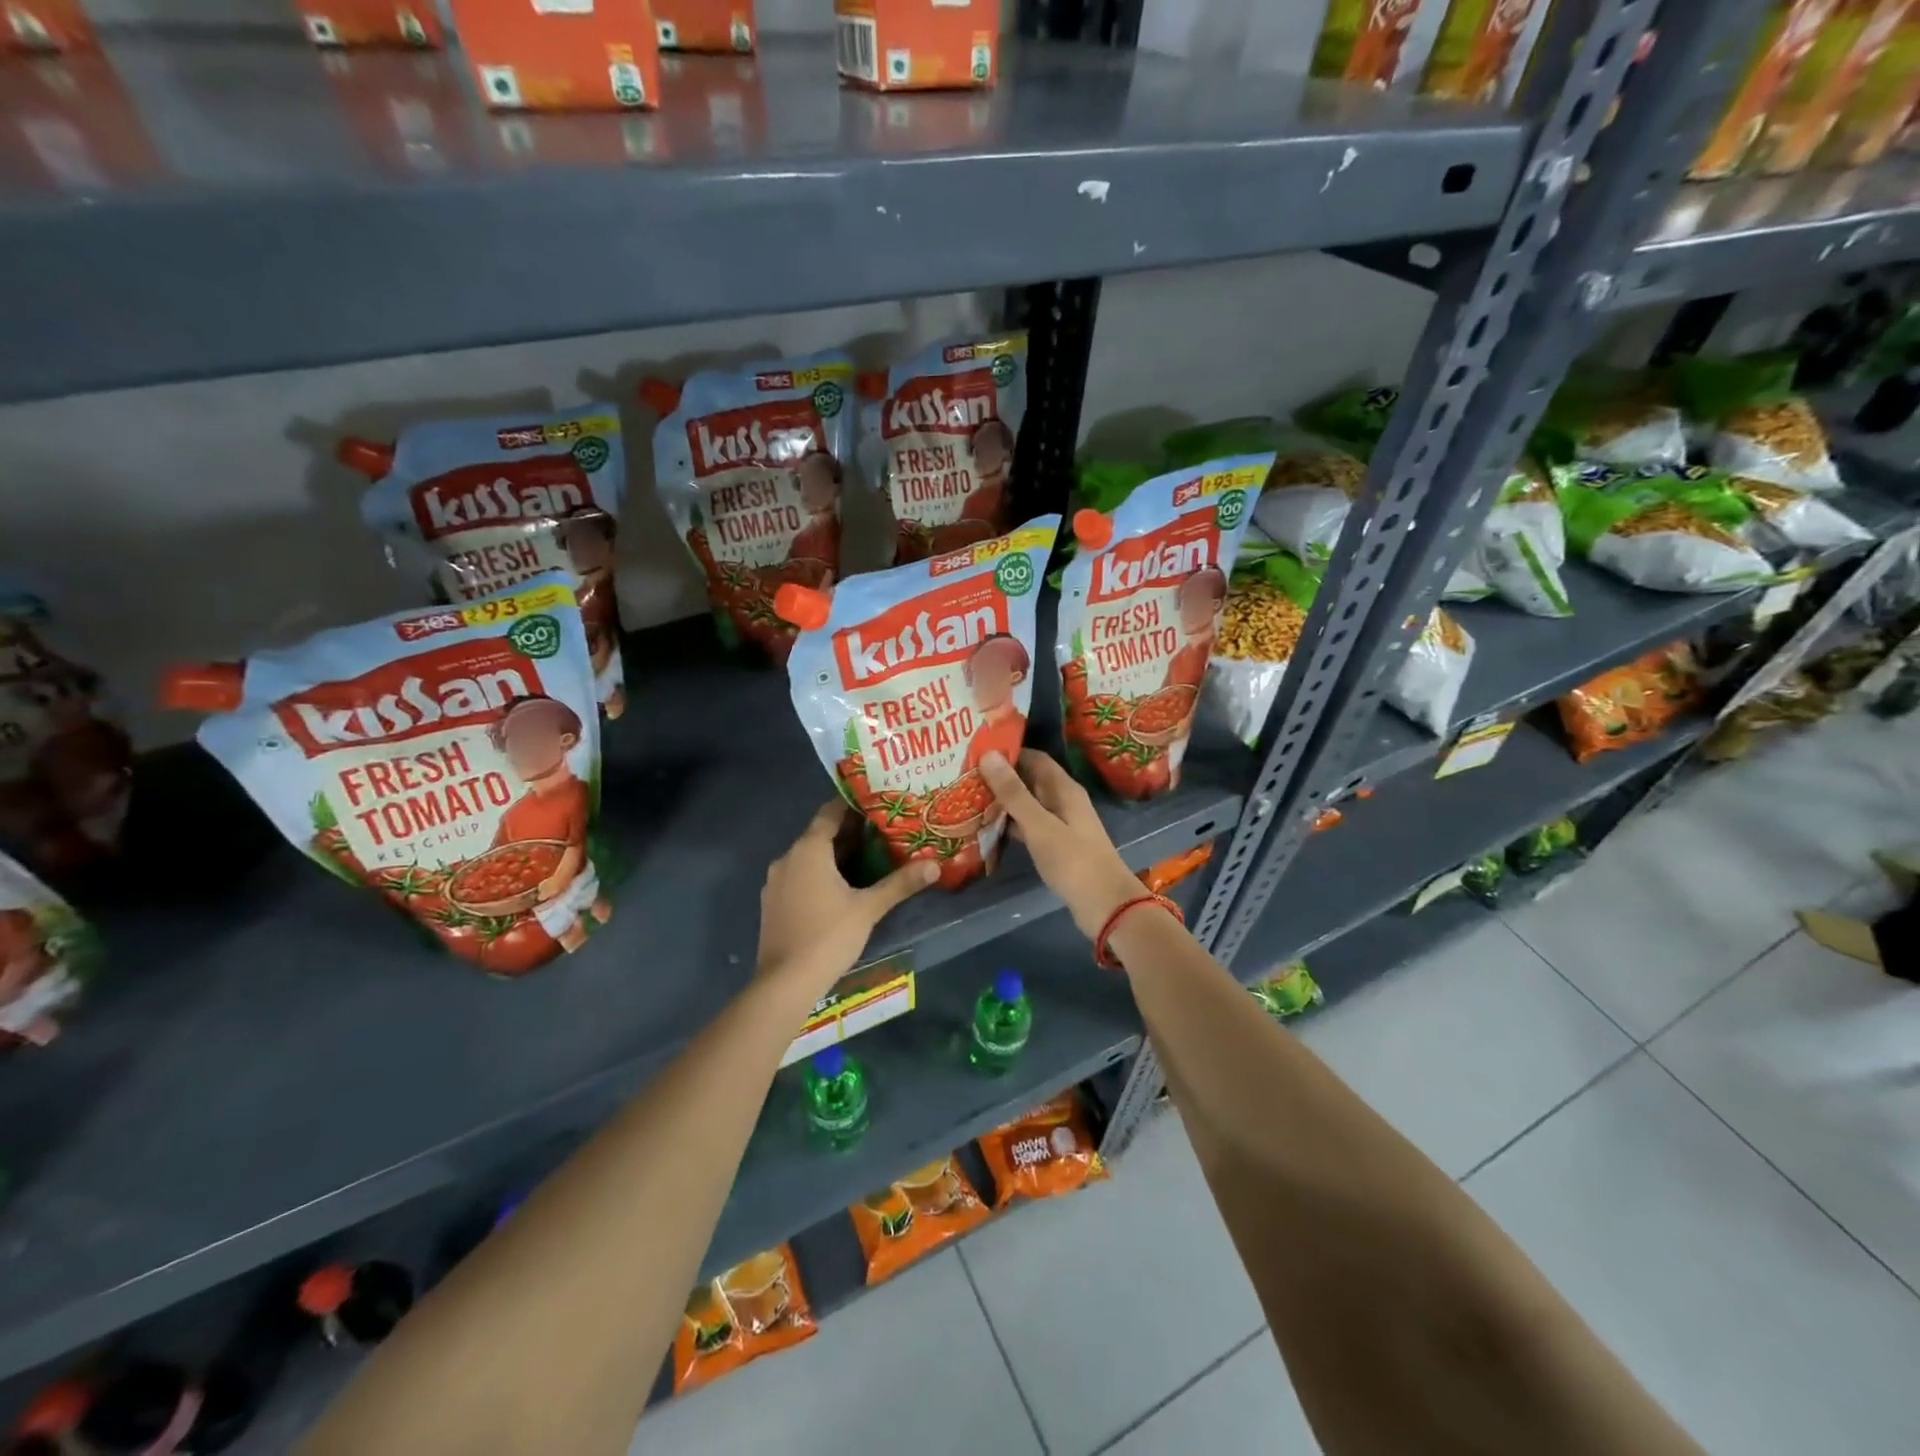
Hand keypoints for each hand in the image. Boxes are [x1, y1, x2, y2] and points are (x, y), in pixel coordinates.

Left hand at [756, 800, 937, 999]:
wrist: (785, 982)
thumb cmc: (828, 935)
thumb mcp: (869, 908)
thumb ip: (900, 884)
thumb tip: (935, 865)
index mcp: (808, 849)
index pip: (830, 812)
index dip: (852, 805)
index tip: (876, 803)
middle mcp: (787, 858)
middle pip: (820, 835)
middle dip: (850, 833)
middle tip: (882, 832)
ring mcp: (776, 882)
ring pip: (809, 858)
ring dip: (835, 856)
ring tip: (869, 858)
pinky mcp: (773, 903)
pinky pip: (799, 877)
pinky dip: (820, 875)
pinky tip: (842, 888)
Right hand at [977, 751, 1143, 939]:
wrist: (1106, 906)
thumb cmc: (1074, 862)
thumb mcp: (1040, 825)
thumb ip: (1014, 793)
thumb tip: (989, 755)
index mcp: (1064, 789)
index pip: (1034, 758)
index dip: (1008, 752)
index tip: (975, 750)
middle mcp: (1063, 801)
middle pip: (1029, 780)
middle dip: (1001, 776)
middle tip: (964, 775)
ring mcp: (1060, 824)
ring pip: (1027, 804)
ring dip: (1003, 802)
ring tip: (968, 798)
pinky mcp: (1056, 846)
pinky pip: (1029, 826)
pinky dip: (1010, 824)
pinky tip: (986, 828)